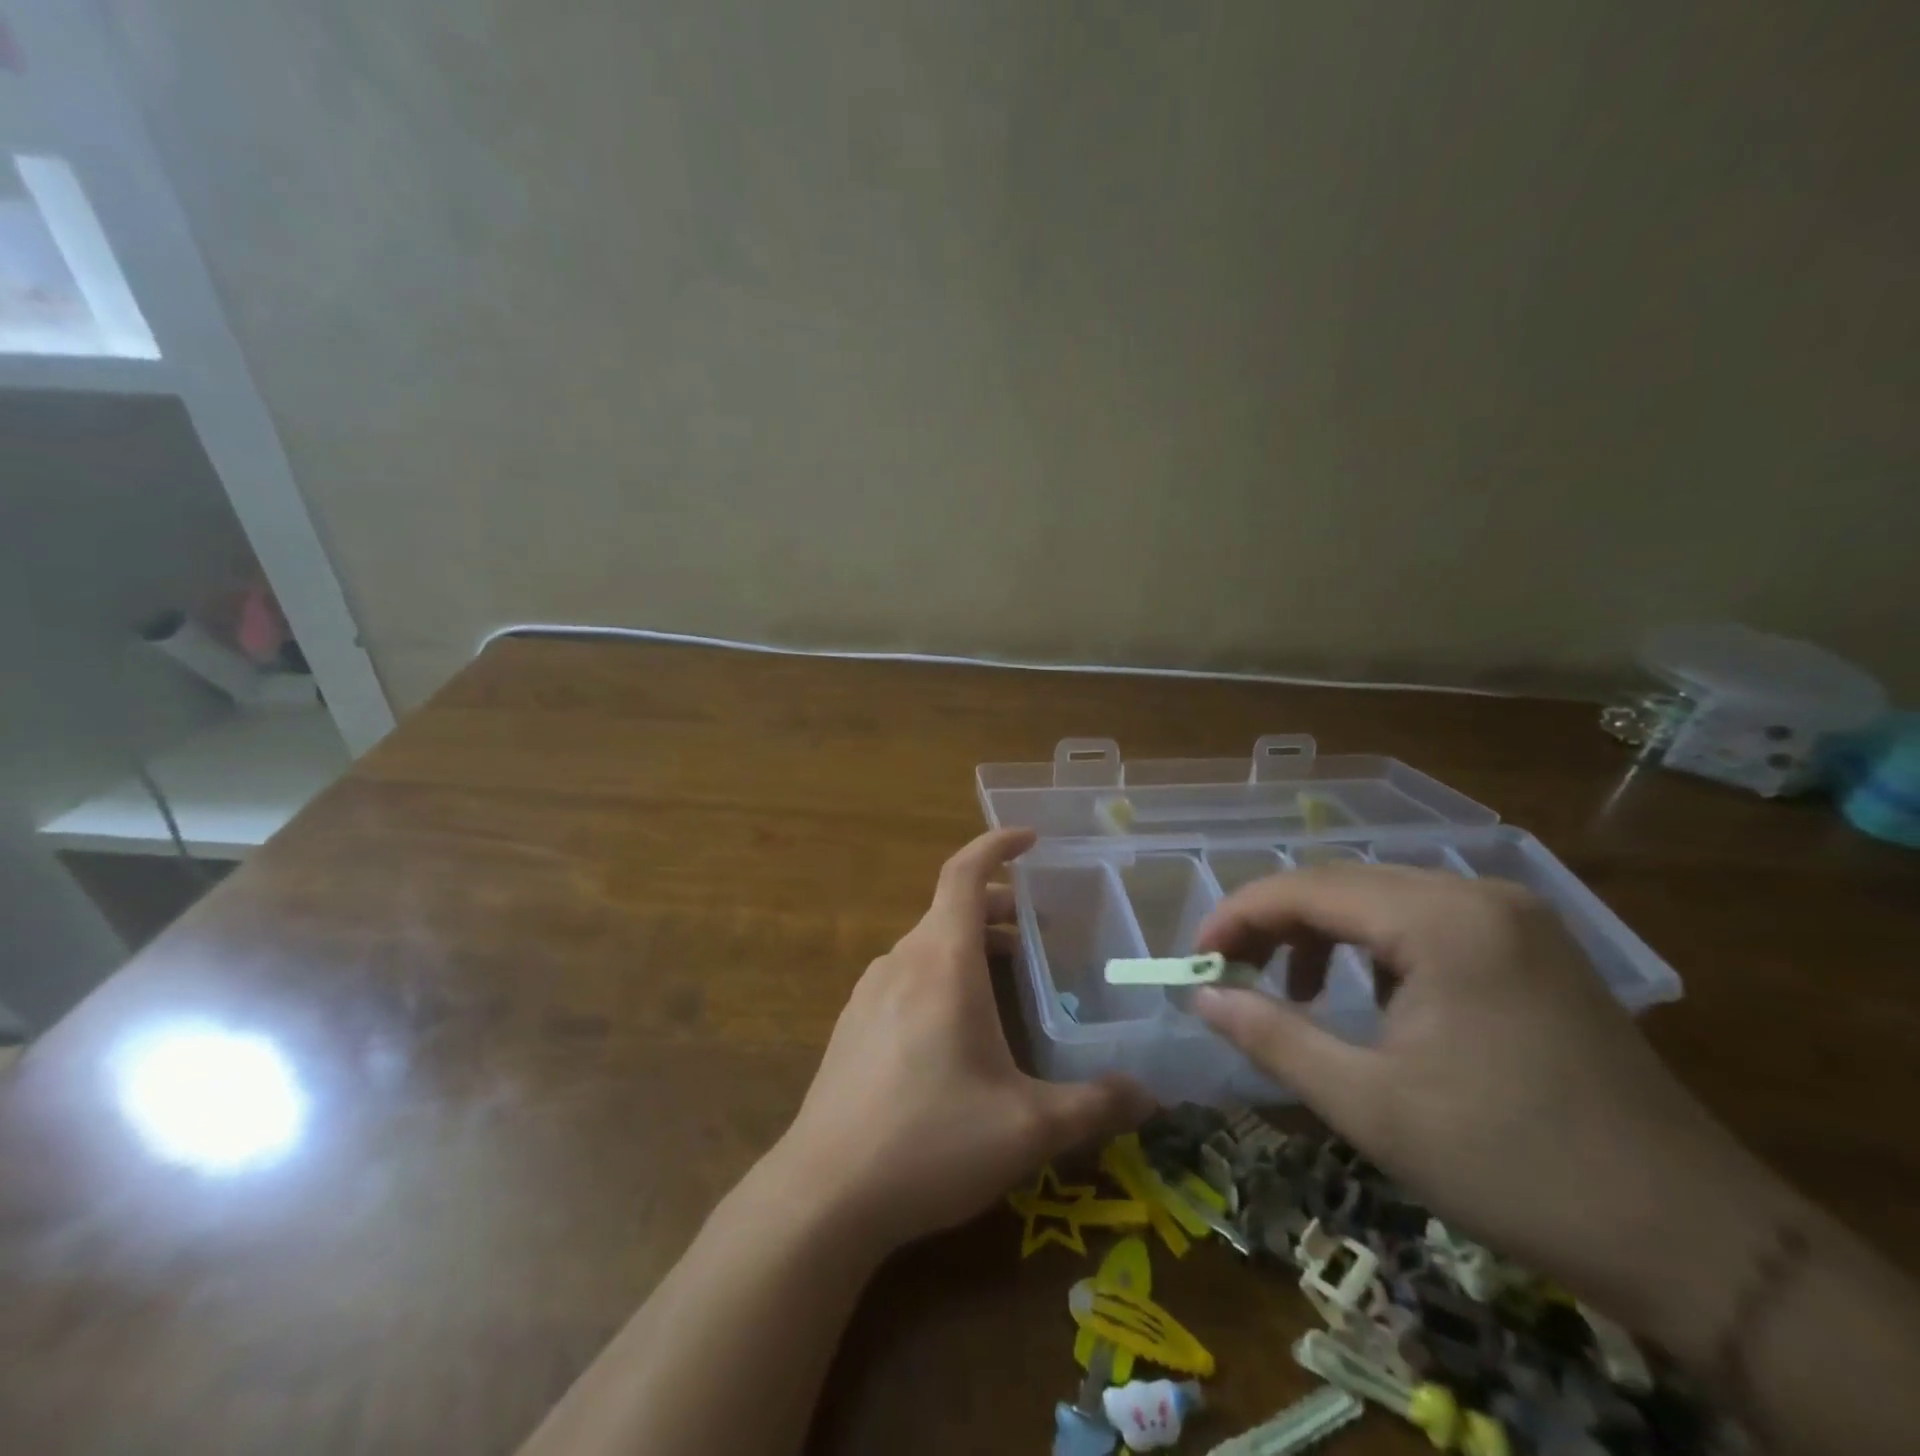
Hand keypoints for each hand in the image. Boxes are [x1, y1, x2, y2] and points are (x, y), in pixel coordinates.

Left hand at [770, 828, 1153, 1253]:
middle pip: (952, 909)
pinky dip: (941, 975)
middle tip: (1042, 934)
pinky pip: (906, 977)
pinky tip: (958, 1031)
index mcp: (943, 961)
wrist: (822, 1195)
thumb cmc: (931, 1142)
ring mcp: (869, 992)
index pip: (965, 872)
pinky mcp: (852, 1025)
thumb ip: (1094, 1106)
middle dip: (1000, 909)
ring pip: (929, 945)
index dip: (997, 845)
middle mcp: (902, 961)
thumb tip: (1149, 1096)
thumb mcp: (1027, 1129)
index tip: (1030, 838)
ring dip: (970, 946)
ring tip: (1009, 981)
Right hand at [1191, 865, 1793, 1354]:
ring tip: (1295, 992)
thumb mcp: (1371, 1106)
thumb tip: (1201, 995)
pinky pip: (1424, 920)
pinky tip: (1371, 999)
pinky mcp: (1531, 945)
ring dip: (1323, 934)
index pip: (1307, 887)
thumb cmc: (1513, 1166)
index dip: (1238, 915)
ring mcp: (1512, 916)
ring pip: (1381, 898)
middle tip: (1231, 974)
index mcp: (1441, 920)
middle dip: (1275, 923)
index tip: (1196, 958)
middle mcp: (1477, 895)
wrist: (1696, 1240)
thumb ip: (1272, 1036)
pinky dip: (1374, 947)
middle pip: (1342, 883)